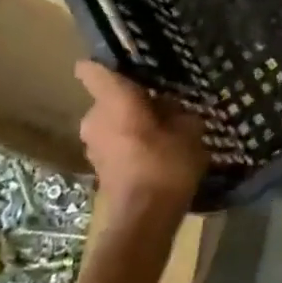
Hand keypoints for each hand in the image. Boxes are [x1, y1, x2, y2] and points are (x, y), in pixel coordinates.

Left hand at [74, 61, 209, 214]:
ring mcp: (93, 145)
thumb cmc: (165, 165)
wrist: (143, 221)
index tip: (124, 61)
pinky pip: (114, 142)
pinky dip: (130, 142)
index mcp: (114, 101)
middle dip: (131, 98)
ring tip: (163, 126)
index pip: (93, 71)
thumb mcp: (189, 131)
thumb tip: (175, 107)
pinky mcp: (98, 167)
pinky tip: (156, 150)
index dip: (104, 63)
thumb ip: (180, 113)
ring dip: (131, 122)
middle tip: (162, 100)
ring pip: (111, 121)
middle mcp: (95, 119)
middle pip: (110, 98)